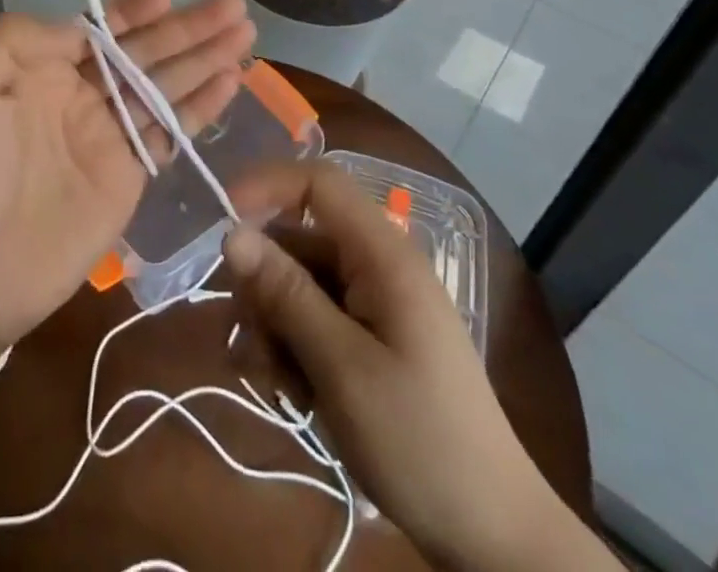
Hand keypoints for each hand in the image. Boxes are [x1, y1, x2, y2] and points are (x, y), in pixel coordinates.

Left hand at [0, 0, 253, 353]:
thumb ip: (17, 38)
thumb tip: (78, 27)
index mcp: (43, 68)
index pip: (98, 29)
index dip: (133, 12)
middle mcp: (81, 94)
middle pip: (144, 52)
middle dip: (187, 27)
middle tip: (233, 5)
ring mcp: (109, 134)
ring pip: (166, 85)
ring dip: (206, 57)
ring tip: (245, 31)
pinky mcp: (131, 175)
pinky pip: (172, 131)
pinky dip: (203, 106)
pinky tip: (231, 80)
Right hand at [224, 162, 602, 571]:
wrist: (495, 537)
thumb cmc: (420, 440)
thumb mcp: (341, 367)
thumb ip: (285, 293)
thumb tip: (232, 232)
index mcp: (382, 253)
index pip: (317, 181)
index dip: (266, 187)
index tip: (222, 226)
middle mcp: (377, 264)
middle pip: (298, 241)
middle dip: (263, 285)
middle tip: (247, 343)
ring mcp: (377, 302)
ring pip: (300, 284)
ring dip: (274, 326)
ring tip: (274, 385)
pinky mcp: (373, 338)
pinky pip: (316, 318)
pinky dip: (294, 347)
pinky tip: (291, 394)